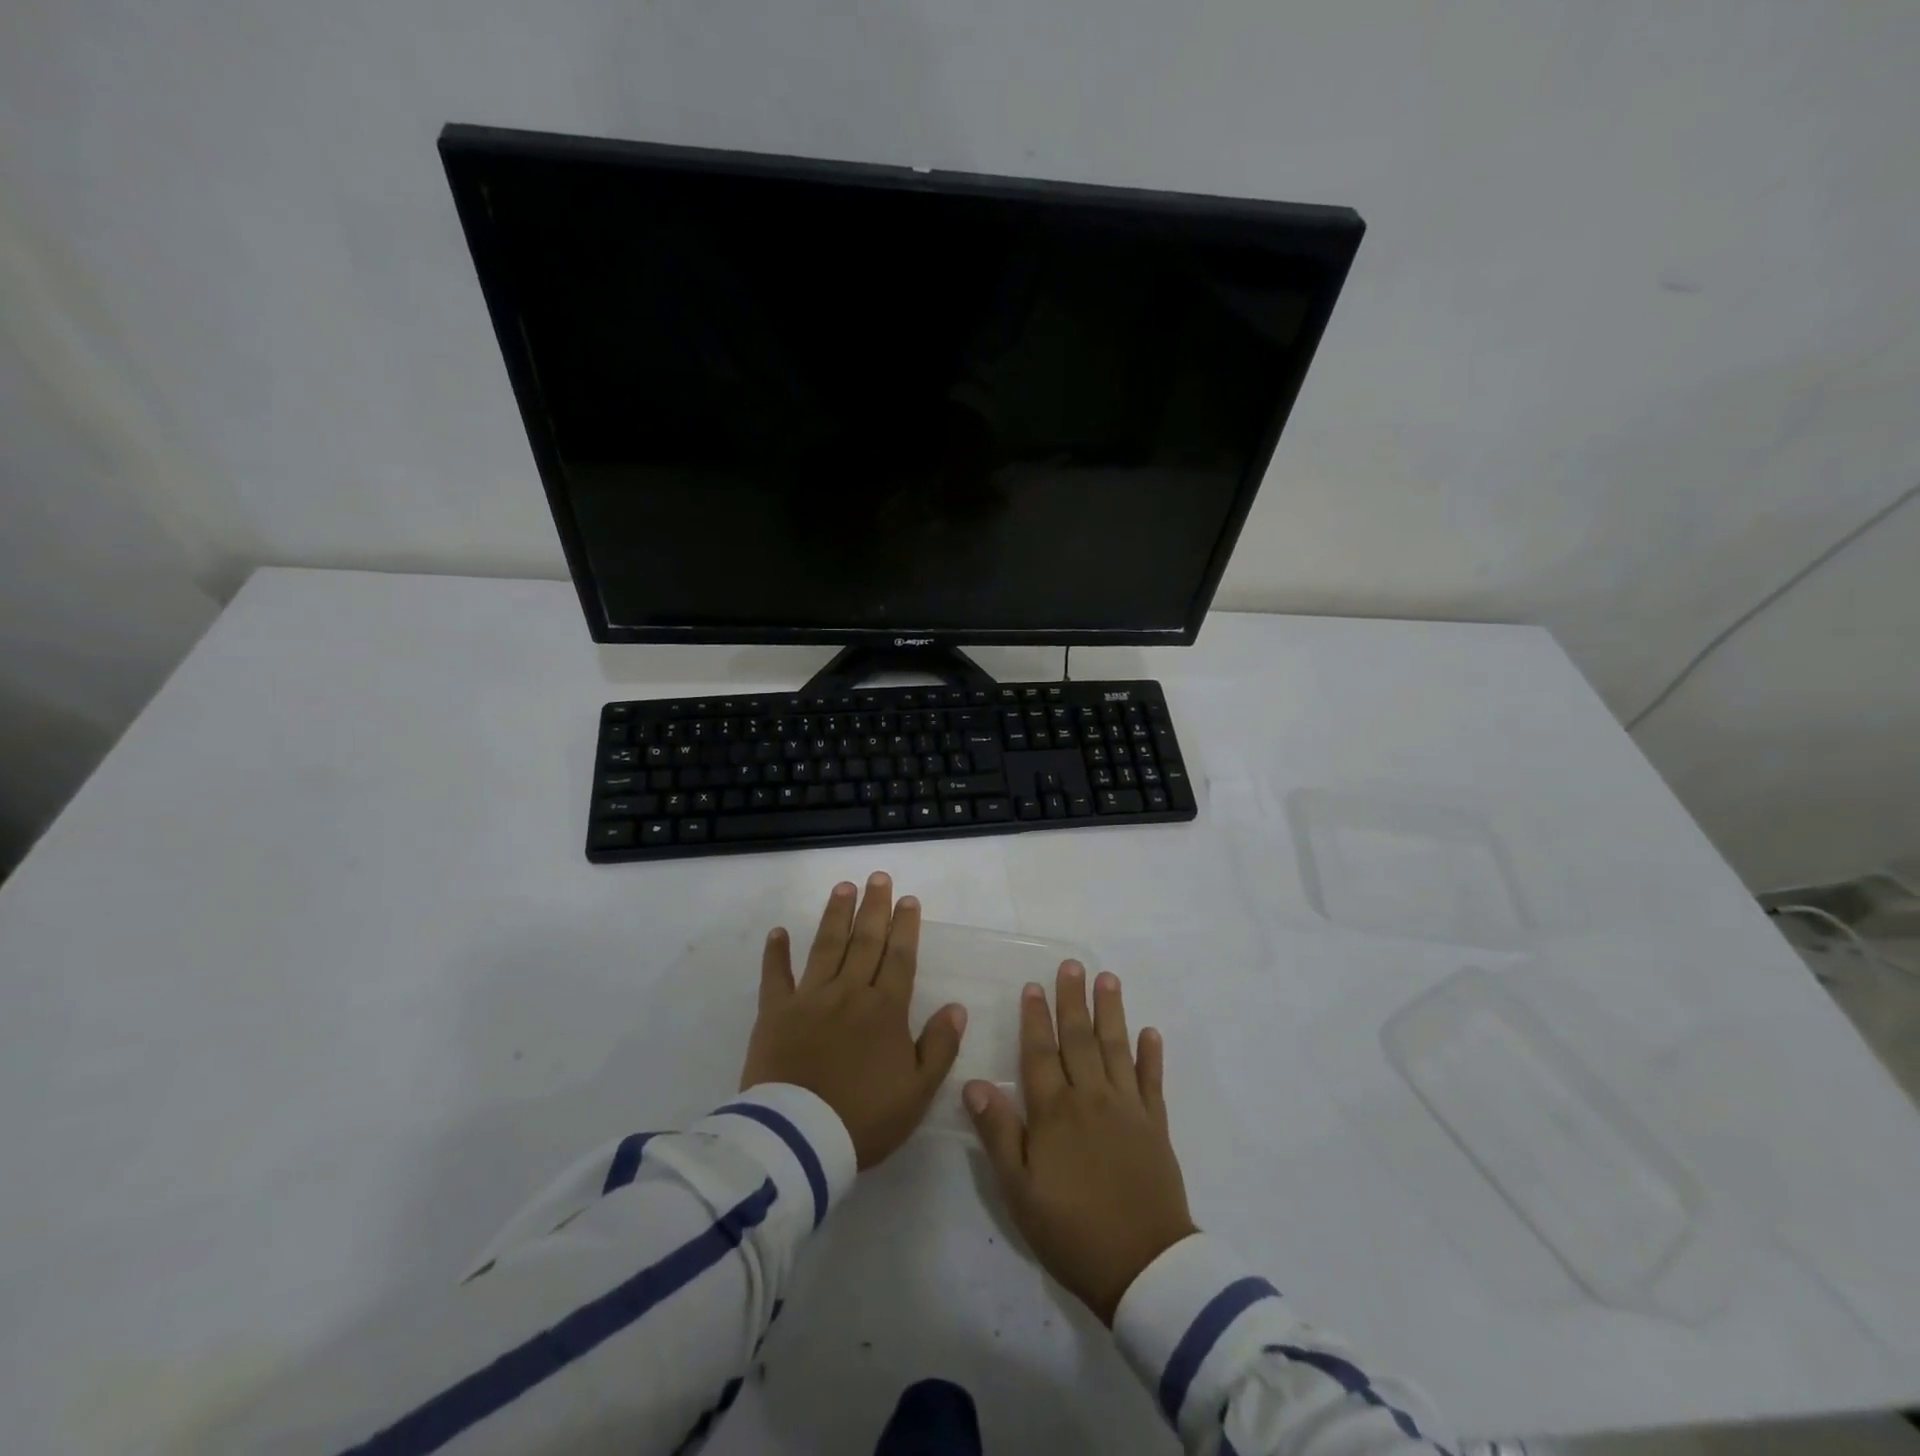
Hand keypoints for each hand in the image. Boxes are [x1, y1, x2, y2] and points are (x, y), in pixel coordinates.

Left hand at [742, 873, 967, 1169]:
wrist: (800, 1139)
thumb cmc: (864, 1118)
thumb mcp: (918, 1091)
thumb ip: (940, 1046)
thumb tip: (957, 1007)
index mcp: (885, 1010)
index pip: (900, 958)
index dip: (906, 927)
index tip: (909, 899)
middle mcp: (850, 992)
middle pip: (865, 941)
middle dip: (874, 907)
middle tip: (878, 877)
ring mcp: (810, 998)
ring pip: (826, 946)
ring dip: (836, 915)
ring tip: (843, 887)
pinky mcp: (775, 1013)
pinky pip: (775, 976)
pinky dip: (776, 953)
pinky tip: (778, 932)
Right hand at [966, 962, 1196, 1324]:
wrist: (1143, 1267)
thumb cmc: (1071, 1231)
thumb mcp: (1019, 1190)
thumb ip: (998, 1133)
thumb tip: (974, 1083)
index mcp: (1054, 1112)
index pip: (1040, 1053)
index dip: (1035, 1018)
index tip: (1034, 985)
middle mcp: (1090, 1098)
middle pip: (1079, 1039)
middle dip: (1073, 1000)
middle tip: (1073, 965)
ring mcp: (1127, 1109)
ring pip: (1116, 1049)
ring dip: (1111, 1012)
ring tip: (1108, 980)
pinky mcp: (1155, 1126)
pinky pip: (1152, 1081)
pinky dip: (1151, 1055)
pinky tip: (1150, 1032)